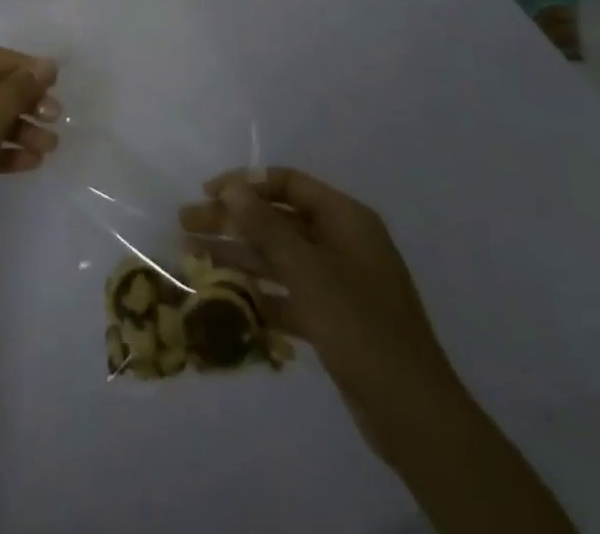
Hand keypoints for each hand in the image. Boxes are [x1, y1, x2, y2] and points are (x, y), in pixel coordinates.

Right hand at [180, 168, 465, 449]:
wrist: (414, 416)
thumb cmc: (360, 327)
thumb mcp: (308, 271)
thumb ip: (266, 226)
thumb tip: (231, 188)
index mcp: (346, 219)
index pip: (288, 183)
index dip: (246, 183)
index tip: (208, 193)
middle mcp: (342, 242)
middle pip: (277, 219)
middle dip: (232, 221)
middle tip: (185, 224)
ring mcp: (339, 282)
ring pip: (278, 257)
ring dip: (237, 256)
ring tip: (190, 256)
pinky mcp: (333, 318)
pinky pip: (287, 293)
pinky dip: (258, 293)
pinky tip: (223, 298)